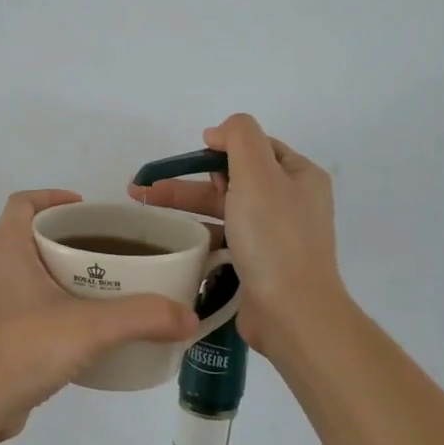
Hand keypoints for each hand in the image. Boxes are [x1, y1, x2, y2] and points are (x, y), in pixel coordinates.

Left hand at [0, 190, 199, 439]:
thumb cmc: (21, 349)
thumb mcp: (90, 328)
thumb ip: (143, 318)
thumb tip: (189, 317)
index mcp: (4, 248)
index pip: (23, 202)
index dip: (54, 197)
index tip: (88, 209)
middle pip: (27, 237)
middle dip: (66, 240)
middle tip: (107, 253)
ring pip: (24, 274)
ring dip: (57, 275)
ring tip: (99, 291)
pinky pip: (20, 307)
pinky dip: (47, 307)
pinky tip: (76, 332)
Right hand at [127, 115, 343, 354]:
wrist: (290, 312)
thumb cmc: (274, 238)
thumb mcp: (258, 174)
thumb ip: (240, 138)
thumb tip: (219, 132)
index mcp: (299, 175)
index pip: (256, 146)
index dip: (222, 145)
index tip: (192, 154)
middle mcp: (290, 202)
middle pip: (233, 178)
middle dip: (190, 178)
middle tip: (149, 186)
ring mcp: (274, 235)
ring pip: (223, 209)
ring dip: (186, 206)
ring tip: (144, 207)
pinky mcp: (257, 263)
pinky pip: (223, 239)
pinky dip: (199, 235)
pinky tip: (172, 239)